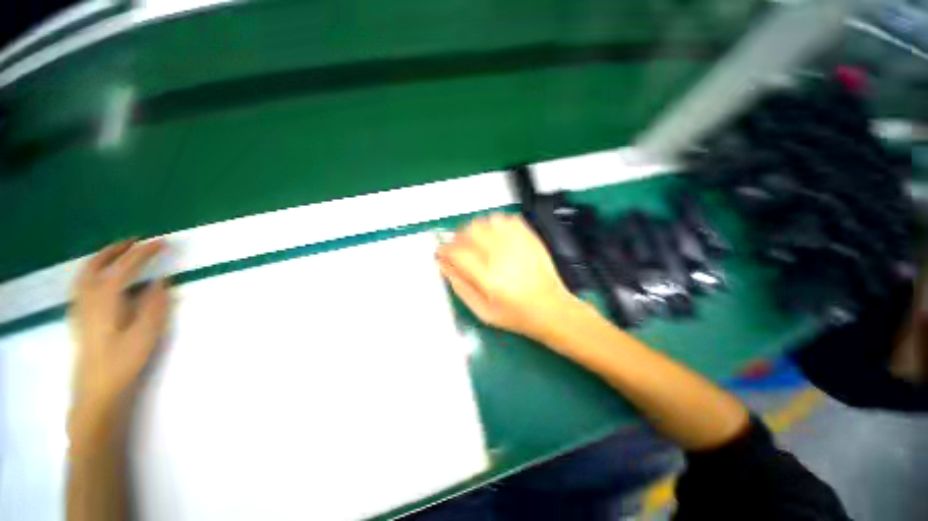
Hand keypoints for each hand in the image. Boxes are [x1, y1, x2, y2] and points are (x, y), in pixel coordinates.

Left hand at [69, 240, 170, 419]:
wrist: (96, 391)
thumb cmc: (123, 362)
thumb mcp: (146, 334)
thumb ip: (154, 305)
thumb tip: (162, 281)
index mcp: (106, 299)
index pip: (125, 267)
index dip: (144, 252)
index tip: (162, 242)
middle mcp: (88, 298)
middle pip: (97, 264)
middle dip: (117, 249)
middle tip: (136, 241)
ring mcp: (80, 308)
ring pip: (85, 273)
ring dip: (102, 258)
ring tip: (119, 253)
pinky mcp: (79, 317)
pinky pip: (82, 284)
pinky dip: (93, 272)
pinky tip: (102, 278)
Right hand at [436, 213, 581, 340]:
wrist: (551, 309)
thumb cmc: (517, 315)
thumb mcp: (483, 311)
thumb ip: (460, 288)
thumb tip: (444, 267)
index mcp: (490, 279)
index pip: (458, 253)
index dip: (444, 250)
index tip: (441, 253)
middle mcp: (503, 257)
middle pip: (470, 231)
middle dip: (457, 238)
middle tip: (457, 248)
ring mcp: (518, 245)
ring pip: (486, 221)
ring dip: (474, 229)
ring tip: (475, 242)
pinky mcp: (529, 239)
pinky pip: (507, 219)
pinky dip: (495, 223)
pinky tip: (494, 235)